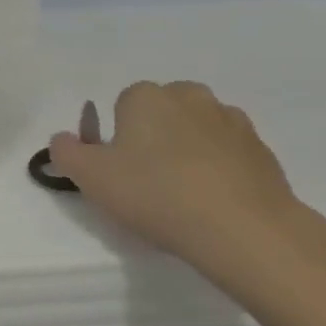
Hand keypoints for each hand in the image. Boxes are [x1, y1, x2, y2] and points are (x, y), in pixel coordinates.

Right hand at [46, 81, 312, 295]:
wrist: (243, 229)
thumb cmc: (156, 194)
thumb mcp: (90, 177)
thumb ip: (66, 152)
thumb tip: (63, 139)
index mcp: (146, 96)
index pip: (121, 105)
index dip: (116, 138)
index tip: (118, 171)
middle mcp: (189, 96)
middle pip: (161, 113)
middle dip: (153, 138)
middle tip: (147, 182)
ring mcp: (231, 120)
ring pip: (197, 130)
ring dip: (188, 151)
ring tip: (183, 196)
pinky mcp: (262, 150)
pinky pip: (228, 153)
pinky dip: (219, 169)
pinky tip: (213, 203)